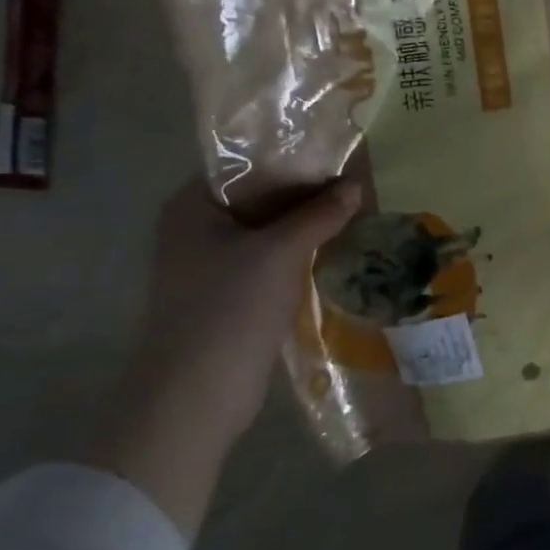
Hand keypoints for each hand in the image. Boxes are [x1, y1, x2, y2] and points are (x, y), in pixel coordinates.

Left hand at [90, 178, 360, 533]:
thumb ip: (320, 215)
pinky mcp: (230, 294)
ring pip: (269, 230)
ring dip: (307, 225)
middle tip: (356, 184)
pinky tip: (336, 249)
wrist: (197, 394)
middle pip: (261, 197)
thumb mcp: (281, 252)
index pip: (247, 164)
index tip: (337, 156)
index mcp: (193, 205)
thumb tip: (355, 185)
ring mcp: (212, 264)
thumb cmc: (230, 308)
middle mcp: (197, 228)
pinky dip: (300, 253)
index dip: (293, 157)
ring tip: (355, 212)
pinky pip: (270, 260)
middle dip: (307, 193)